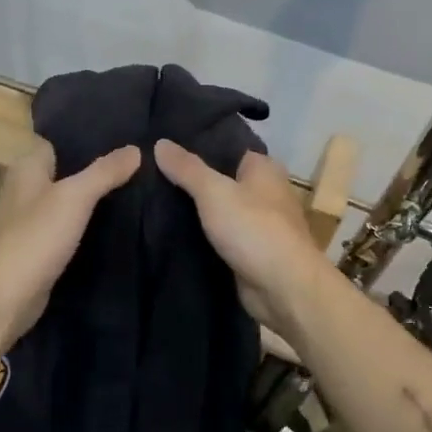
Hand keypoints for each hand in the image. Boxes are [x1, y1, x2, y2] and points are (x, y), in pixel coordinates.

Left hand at [0, 138, 140, 349]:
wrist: (5, 299)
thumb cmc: (35, 238)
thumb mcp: (74, 198)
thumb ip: (104, 172)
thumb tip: (136, 149)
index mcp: (26, 168)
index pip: (58, 140)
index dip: (87, 137)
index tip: (124, 135)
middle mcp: (24, 188)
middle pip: (66, 169)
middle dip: (96, 167)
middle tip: (138, 162)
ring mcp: (30, 220)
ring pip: (68, 199)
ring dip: (94, 197)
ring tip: (136, 188)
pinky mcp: (38, 246)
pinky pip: (67, 225)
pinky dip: (87, 223)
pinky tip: (115, 223)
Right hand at [153, 139, 329, 335]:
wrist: (283, 288)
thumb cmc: (254, 229)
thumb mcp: (214, 192)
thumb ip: (187, 168)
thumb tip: (160, 143)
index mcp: (264, 168)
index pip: (226, 148)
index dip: (197, 147)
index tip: (162, 147)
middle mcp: (265, 192)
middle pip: (221, 180)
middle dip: (191, 180)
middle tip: (149, 176)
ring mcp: (258, 224)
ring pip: (219, 210)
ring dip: (194, 211)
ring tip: (151, 202)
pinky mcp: (250, 251)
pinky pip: (220, 236)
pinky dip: (201, 236)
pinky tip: (170, 233)